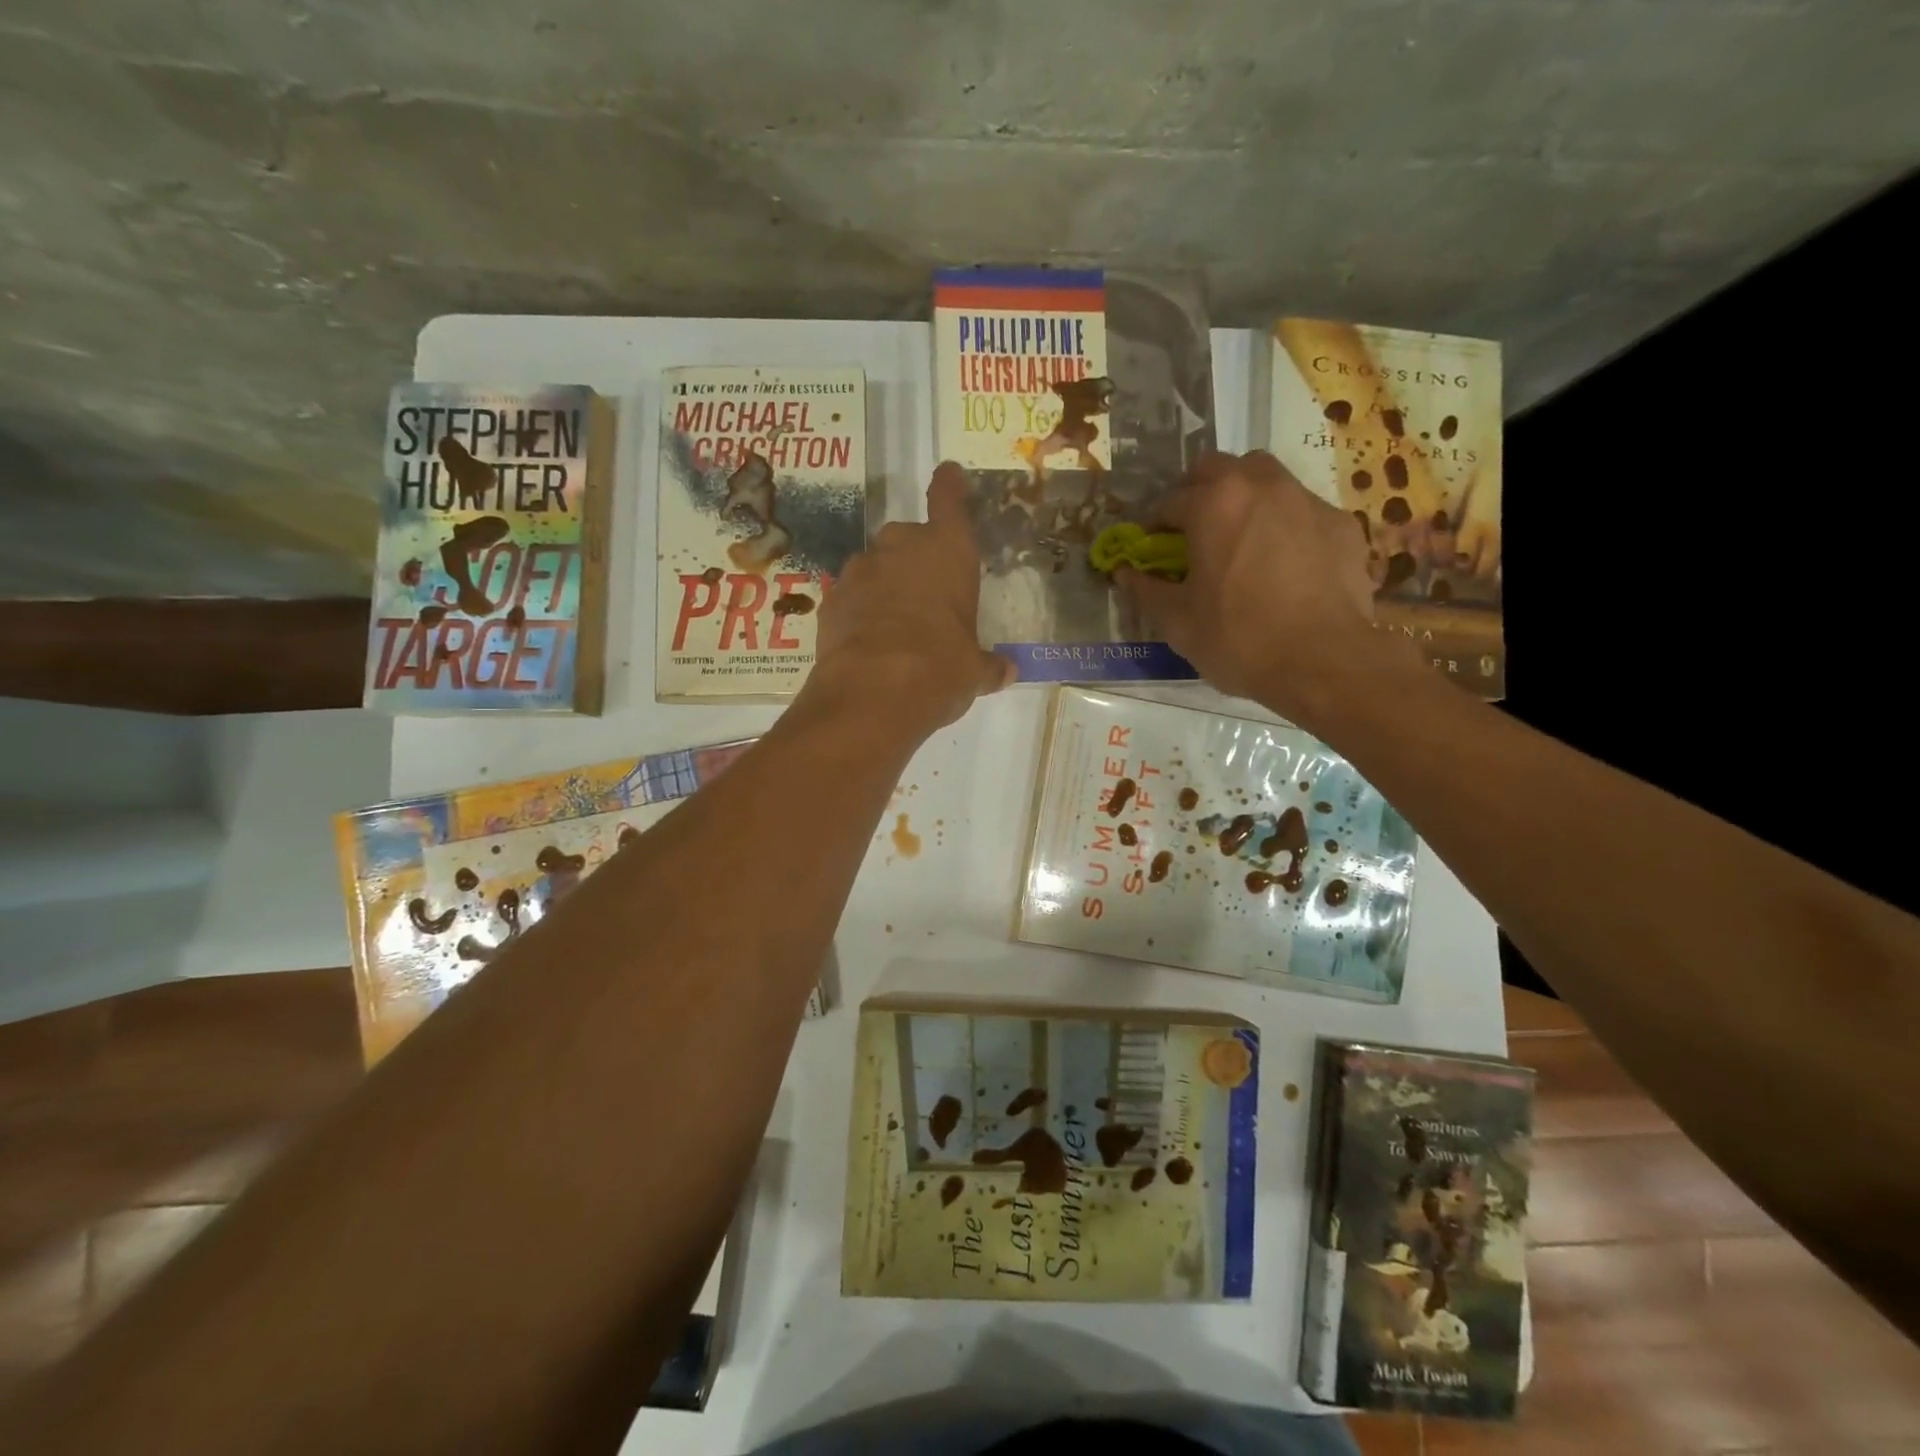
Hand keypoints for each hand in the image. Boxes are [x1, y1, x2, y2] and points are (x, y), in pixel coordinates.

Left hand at [802, 461, 1013, 738]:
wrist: (872, 692)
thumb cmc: (940, 669)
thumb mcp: (973, 671)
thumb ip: (988, 666)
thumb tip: (1006, 672)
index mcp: (948, 552)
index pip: (949, 501)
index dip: (950, 485)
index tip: (948, 473)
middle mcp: (901, 548)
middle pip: (908, 537)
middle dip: (916, 557)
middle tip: (926, 593)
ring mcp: (860, 570)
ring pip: (875, 565)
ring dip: (885, 583)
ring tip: (894, 622)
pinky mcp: (831, 598)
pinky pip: (852, 595)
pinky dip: (859, 609)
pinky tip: (867, 639)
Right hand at [1118, 451, 1402, 722]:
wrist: (1324, 662)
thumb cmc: (1238, 638)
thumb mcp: (1178, 622)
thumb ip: (1146, 590)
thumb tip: (1124, 573)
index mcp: (1214, 504)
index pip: (1170, 501)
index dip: (1154, 526)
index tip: (1151, 548)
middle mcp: (1261, 486)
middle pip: (1219, 468)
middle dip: (1198, 492)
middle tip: (1192, 531)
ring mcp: (1307, 500)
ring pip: (1266, 478)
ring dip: (1244, 498)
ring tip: (1240, 538)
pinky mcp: (1341, 524)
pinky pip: (1302, 510)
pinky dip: (1284, 524)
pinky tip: (1284, 562)